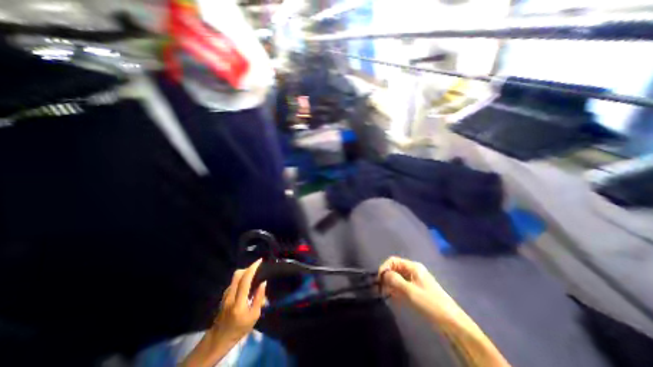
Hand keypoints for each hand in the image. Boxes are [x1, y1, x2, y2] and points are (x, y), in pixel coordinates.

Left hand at [212, 258, 267, 342]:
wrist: (218, 339)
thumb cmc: (239, 329)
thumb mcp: (254, 316)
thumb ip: (258, 298)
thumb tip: (263, 282)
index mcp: (239, 302)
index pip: (245, 280)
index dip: (252, 268)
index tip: (260, 261)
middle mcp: (230, 296)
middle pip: (237, 274)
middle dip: (248, 267)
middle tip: (257, 267)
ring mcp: (225, 295)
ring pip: (234, 278)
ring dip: (244, 273)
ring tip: (253, 275)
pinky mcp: (223, 296)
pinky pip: (233, 282)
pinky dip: (241, 279)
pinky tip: (246, 284)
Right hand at [378, 257, 457, 319]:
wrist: (452, 321)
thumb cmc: (430, 303)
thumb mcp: (410, 291)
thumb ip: (395, 280)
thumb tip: (383, 274)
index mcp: (413, 267)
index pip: (394, 261)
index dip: (385, 267)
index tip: (379, 279)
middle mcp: (413, 270)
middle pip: (395, 268)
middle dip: (387, 277)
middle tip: (381, 288)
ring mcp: (415, 280)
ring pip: (398, 278)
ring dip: (391, 284)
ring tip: (386, 294)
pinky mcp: (417, 289)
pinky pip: (403, 286)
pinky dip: (396, 289)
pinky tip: (393, 297)